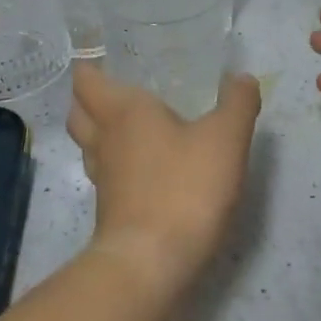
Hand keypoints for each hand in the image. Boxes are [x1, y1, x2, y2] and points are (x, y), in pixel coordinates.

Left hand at [66, 63, 261, 295]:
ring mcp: (103, 179)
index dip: (89, 67)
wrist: (152, 264)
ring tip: (130, 127)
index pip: (87, 80)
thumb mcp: (226, 138)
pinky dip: (117, 166)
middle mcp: (104, 140)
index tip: (103, 57)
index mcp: (123, 111)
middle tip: (116, 90)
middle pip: (78, 112)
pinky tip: (144, 169)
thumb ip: (237, 103)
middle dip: (89, 99)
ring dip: (100, 133)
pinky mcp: (111, 211)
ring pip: (89, 145)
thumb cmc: (184, 187)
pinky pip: (106, 175)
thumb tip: (242, 77)